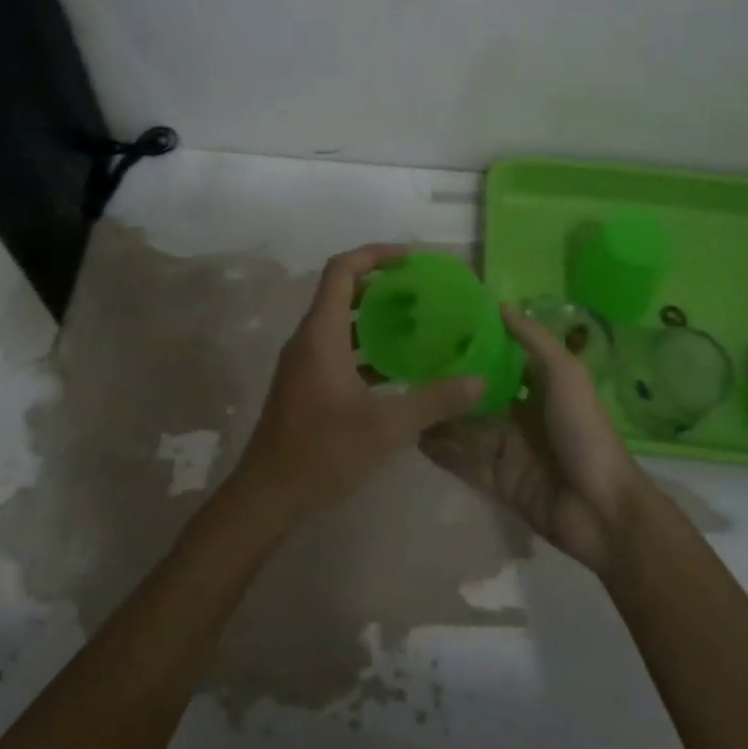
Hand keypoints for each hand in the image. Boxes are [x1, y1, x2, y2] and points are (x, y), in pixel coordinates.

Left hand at [227, 244, 483, 532]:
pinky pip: (336, 348)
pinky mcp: (305, 384)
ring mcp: (303, 362)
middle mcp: (308, 339)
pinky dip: (365, 347)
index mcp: (321, 334)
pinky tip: (396, 367)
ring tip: (415, 324)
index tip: (410, 259)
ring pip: (340, 323)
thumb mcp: (387, 427)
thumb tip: (478, 381)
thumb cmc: (324, 452)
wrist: (269, 494)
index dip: (374, 254)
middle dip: (380, 285)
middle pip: (341, 292)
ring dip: (373, 318)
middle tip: (420, 292)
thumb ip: (435, 400)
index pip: (342, 270)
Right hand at [421, 305, 652, 575]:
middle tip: (408, 368)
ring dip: (439, 419)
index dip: (475, 348)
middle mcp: (522, 417)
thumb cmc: (584, 432)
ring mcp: (509, 452)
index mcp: (541, 390)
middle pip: (478, 398)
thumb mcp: (565, 375)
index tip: (439, 330)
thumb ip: (533, 340)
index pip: (502, 363)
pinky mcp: (499, 483)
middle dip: (449, 386)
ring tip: (403, 402)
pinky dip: (442, 452)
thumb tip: (500, 305)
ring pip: (466, 430)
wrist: (602, 511)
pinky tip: (414, 438)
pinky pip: (464, 463)